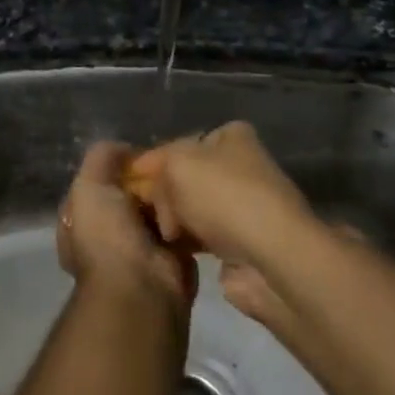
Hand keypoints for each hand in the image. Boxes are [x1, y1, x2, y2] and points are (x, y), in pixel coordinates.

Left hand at [56, 142, 196, 309]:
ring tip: (188, 176)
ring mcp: (140, 249)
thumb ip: (101, 159)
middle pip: (131, 195)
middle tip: (170, 163)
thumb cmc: (107, 236)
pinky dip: (188, 216)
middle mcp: (107, 236)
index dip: (117, 167)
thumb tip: (124, 149)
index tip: (140, 154)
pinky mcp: (172, 259)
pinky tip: (199, 199)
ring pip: (158, 210)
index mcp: (81, 222)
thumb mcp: (89, 186)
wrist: (141, 287)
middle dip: (148, 181)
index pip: (99, 184)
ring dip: (170, 197)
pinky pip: (181, 228)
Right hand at [125, 123, 321, 325]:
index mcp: (232, 137)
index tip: (126, 181)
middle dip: (161, 194)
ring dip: (172, 220)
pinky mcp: (240, 242)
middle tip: (145, 212)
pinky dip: (184, 242)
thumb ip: (156, 164)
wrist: (269, 256)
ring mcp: (242, 206)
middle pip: (184, 177)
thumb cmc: (224, 196)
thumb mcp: (178, 163)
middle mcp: (240, 167)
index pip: (181, 143)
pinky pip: (199, 237)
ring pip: (190, 208)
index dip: (151, 161)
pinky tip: (169, 250)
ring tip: (158, 234)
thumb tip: (150, 184)